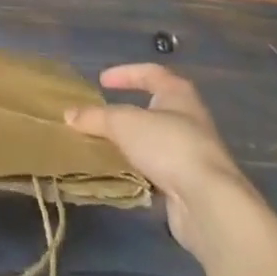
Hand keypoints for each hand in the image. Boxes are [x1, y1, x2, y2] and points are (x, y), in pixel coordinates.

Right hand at [66, 63, 260, 254]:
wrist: (208, 201)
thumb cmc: (168, 145)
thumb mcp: (124, 124)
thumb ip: (96, 118)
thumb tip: (68, 114)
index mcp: (178, 93)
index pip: (150, 73)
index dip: (125, 73)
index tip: (102, 81)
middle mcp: (189, 118)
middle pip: (155, 107)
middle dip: (129, 111)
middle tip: (103, 115)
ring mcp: (192, 152)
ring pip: (156, 140)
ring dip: (133, 143)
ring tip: (106, 146)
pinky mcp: (189, 183)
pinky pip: (158, 169)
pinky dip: (140, 169)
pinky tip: (122, 174)